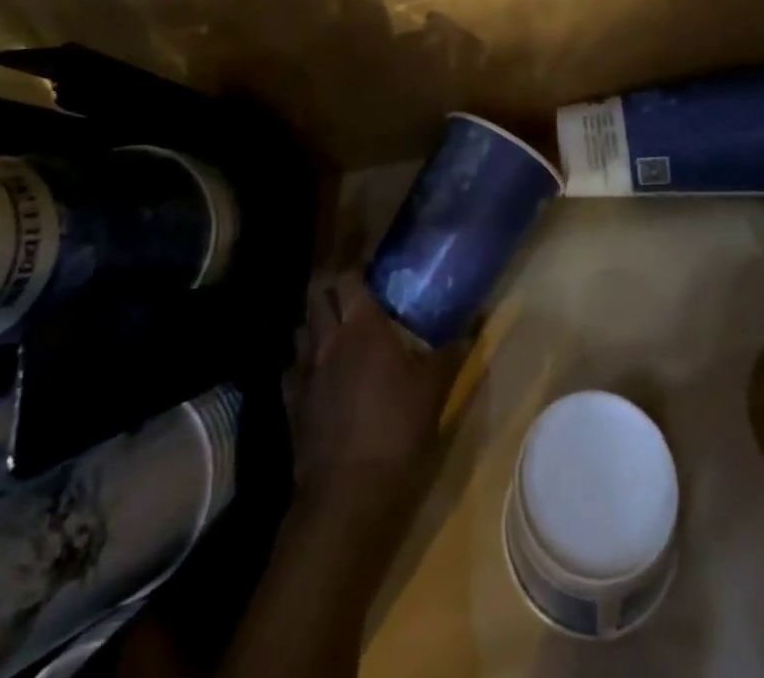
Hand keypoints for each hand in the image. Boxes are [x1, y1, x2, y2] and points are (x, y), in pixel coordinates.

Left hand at [292, 272, 464, 517]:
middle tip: (352, 299)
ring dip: (315, 325)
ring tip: (334, 333)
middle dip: (331, 292)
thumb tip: (473, 328)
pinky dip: (303, 364)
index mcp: (362, 326)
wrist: (348, 493)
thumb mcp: (434, 389)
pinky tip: (318, 376)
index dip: (356, 271)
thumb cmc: (397, 428)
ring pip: (301, 330)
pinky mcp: (291, 403)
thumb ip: (451, 353)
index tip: (370, 272)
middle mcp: (328, 339)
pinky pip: (292, 369)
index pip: (348, 278)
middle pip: (317, 297)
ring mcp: (305, 371)